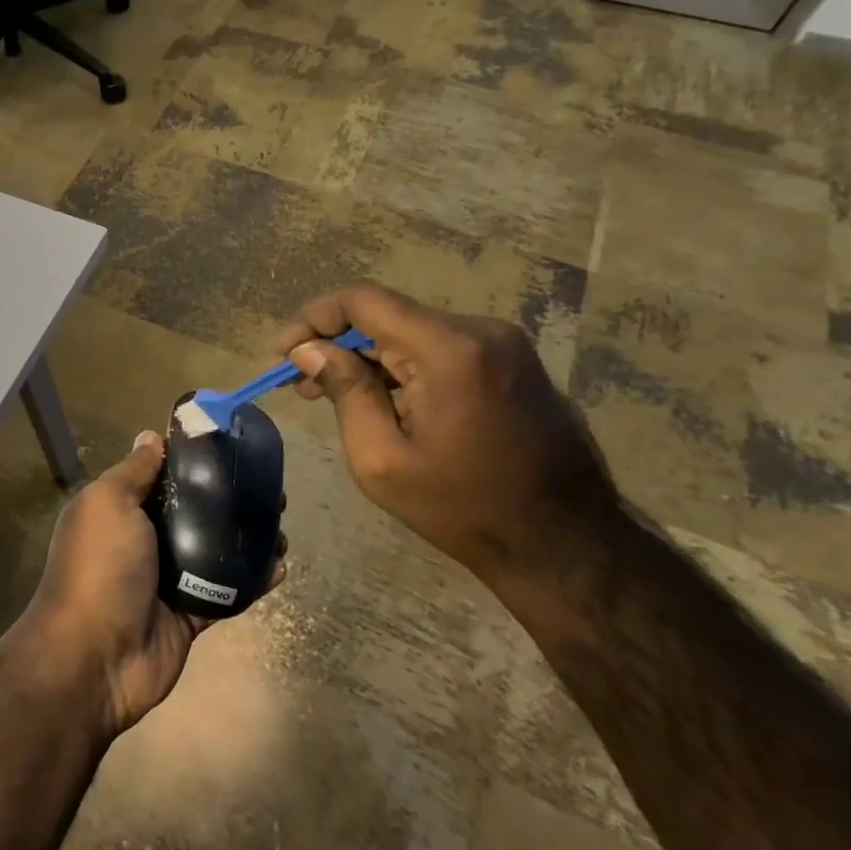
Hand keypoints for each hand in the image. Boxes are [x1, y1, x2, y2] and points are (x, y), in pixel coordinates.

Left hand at [20, 431, 284, 738]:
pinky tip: (280, 566)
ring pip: (214, 551)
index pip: (160, 477)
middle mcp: (143, 540)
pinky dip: (251, 580)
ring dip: (246, 539)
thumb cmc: (100, 567)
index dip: (192, 462)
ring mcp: (167, 580)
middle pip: (193, 512)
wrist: (95, 657)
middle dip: (229, 500)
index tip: (230, 447)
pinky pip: (226, 592)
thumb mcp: (109, 503)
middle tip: (269, 490)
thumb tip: (150, 436)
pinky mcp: (189, 614)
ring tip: (281, 526)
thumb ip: (133, 472)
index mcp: (120, 510)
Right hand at [275, 282, 620, 591]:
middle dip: (336, 344)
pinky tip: (381, 401)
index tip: (283, 353)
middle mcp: (480, 331)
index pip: (363, 300)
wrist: (567, 548)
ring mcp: (503, 344)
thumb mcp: (382, 459)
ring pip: (411, 332)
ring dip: (367, 358)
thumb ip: (344, 392)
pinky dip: (401, 367)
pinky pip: (439, 348)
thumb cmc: (465, 510)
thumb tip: (308, 350)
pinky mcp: (512, 362)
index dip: (313, 318)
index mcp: (449, 349)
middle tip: (299, 384)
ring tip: (331, 396)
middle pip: (386, 316)